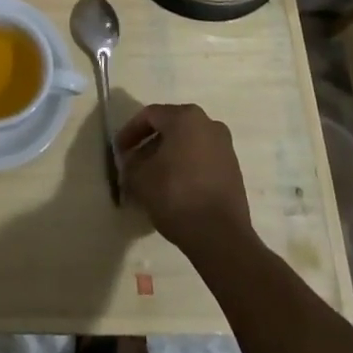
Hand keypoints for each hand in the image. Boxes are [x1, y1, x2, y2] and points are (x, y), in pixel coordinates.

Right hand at [116, 103, 251, 254]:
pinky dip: (185, 168)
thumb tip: (131, 162)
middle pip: (171, 127)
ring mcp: (225, 147)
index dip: (130, 132)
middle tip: (134, 163)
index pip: (150, 115)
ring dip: (168, 157)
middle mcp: (208, 124)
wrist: (221, 236)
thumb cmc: (176, 195)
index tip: (119, 151)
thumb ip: (130, 163)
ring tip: (152, 179)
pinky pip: (202, 160)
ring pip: (187, 144)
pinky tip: (174, 189)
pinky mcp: (233, 170)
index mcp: (185, 117)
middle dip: (149, 145)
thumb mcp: (140, 178)